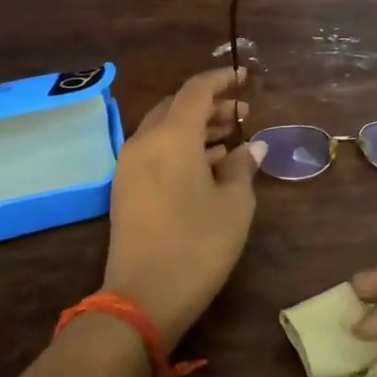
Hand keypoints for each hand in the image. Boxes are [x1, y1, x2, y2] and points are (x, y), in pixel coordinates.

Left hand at [104, 67, 265, 348]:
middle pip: (177, 106)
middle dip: (209, 105)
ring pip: (164, 129)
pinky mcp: (124, 188)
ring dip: (195, 127)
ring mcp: (129, 166)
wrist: (141, 299)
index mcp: (172, 136)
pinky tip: (206, 165)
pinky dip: (180, 146)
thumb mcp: (234, 205)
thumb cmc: (198, 245)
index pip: (196, 90)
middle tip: (241, 114)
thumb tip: (251, 147)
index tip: (245, 77)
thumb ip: (242, 167)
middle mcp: (145, 142)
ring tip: (229, 139)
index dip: (222, 79)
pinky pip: (154, 151)